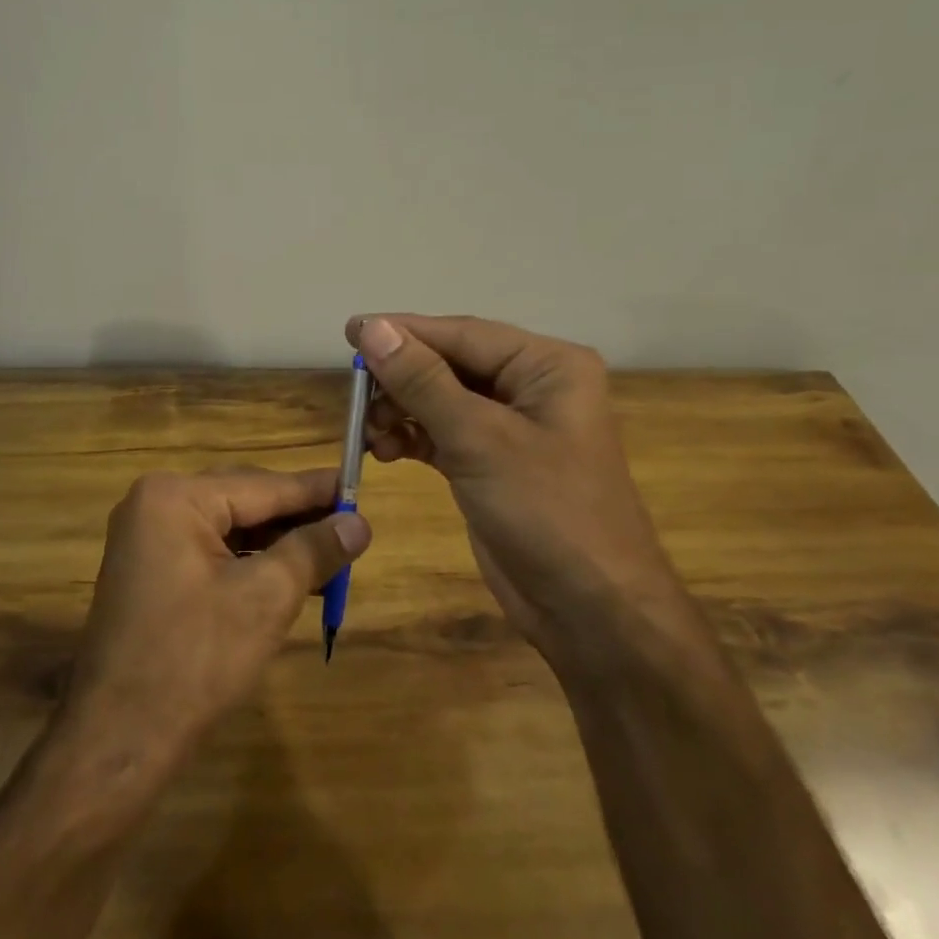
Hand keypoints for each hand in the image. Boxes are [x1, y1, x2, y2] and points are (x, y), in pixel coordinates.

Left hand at [59, 467, 369, 768]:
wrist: (119, 740)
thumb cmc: (195, 660)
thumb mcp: (266, 598)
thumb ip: (314, 550)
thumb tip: (360, 522)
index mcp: (175, 498)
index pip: (263, 485)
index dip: (316, 489)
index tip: (360, 484)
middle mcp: (155, 505)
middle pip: (245, 501)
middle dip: (298, 518)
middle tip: (352, 524)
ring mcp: (147, 539)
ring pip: (230, 528)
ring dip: (278, 543)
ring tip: (331, 555)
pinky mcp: (150, 572)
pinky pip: (211, 552)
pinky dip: (251, 562)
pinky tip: (289, 576)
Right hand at [346, 314, 669, 662]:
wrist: (589, 610)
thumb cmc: (546, 511)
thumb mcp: (480, 439)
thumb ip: (424, 381)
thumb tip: (373, 328)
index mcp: (547, 366)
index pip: (463, 334)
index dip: (403, 332)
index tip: (349, 331)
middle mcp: (531, 387)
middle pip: (450, 364)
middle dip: (401, 379)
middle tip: (355, 395)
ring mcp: (511, 428)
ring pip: (442, 400)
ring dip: (402, 411)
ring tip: (368, 432)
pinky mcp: (492, 464)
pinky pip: (443, 434)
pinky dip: (412, 438)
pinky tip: (384, 450)